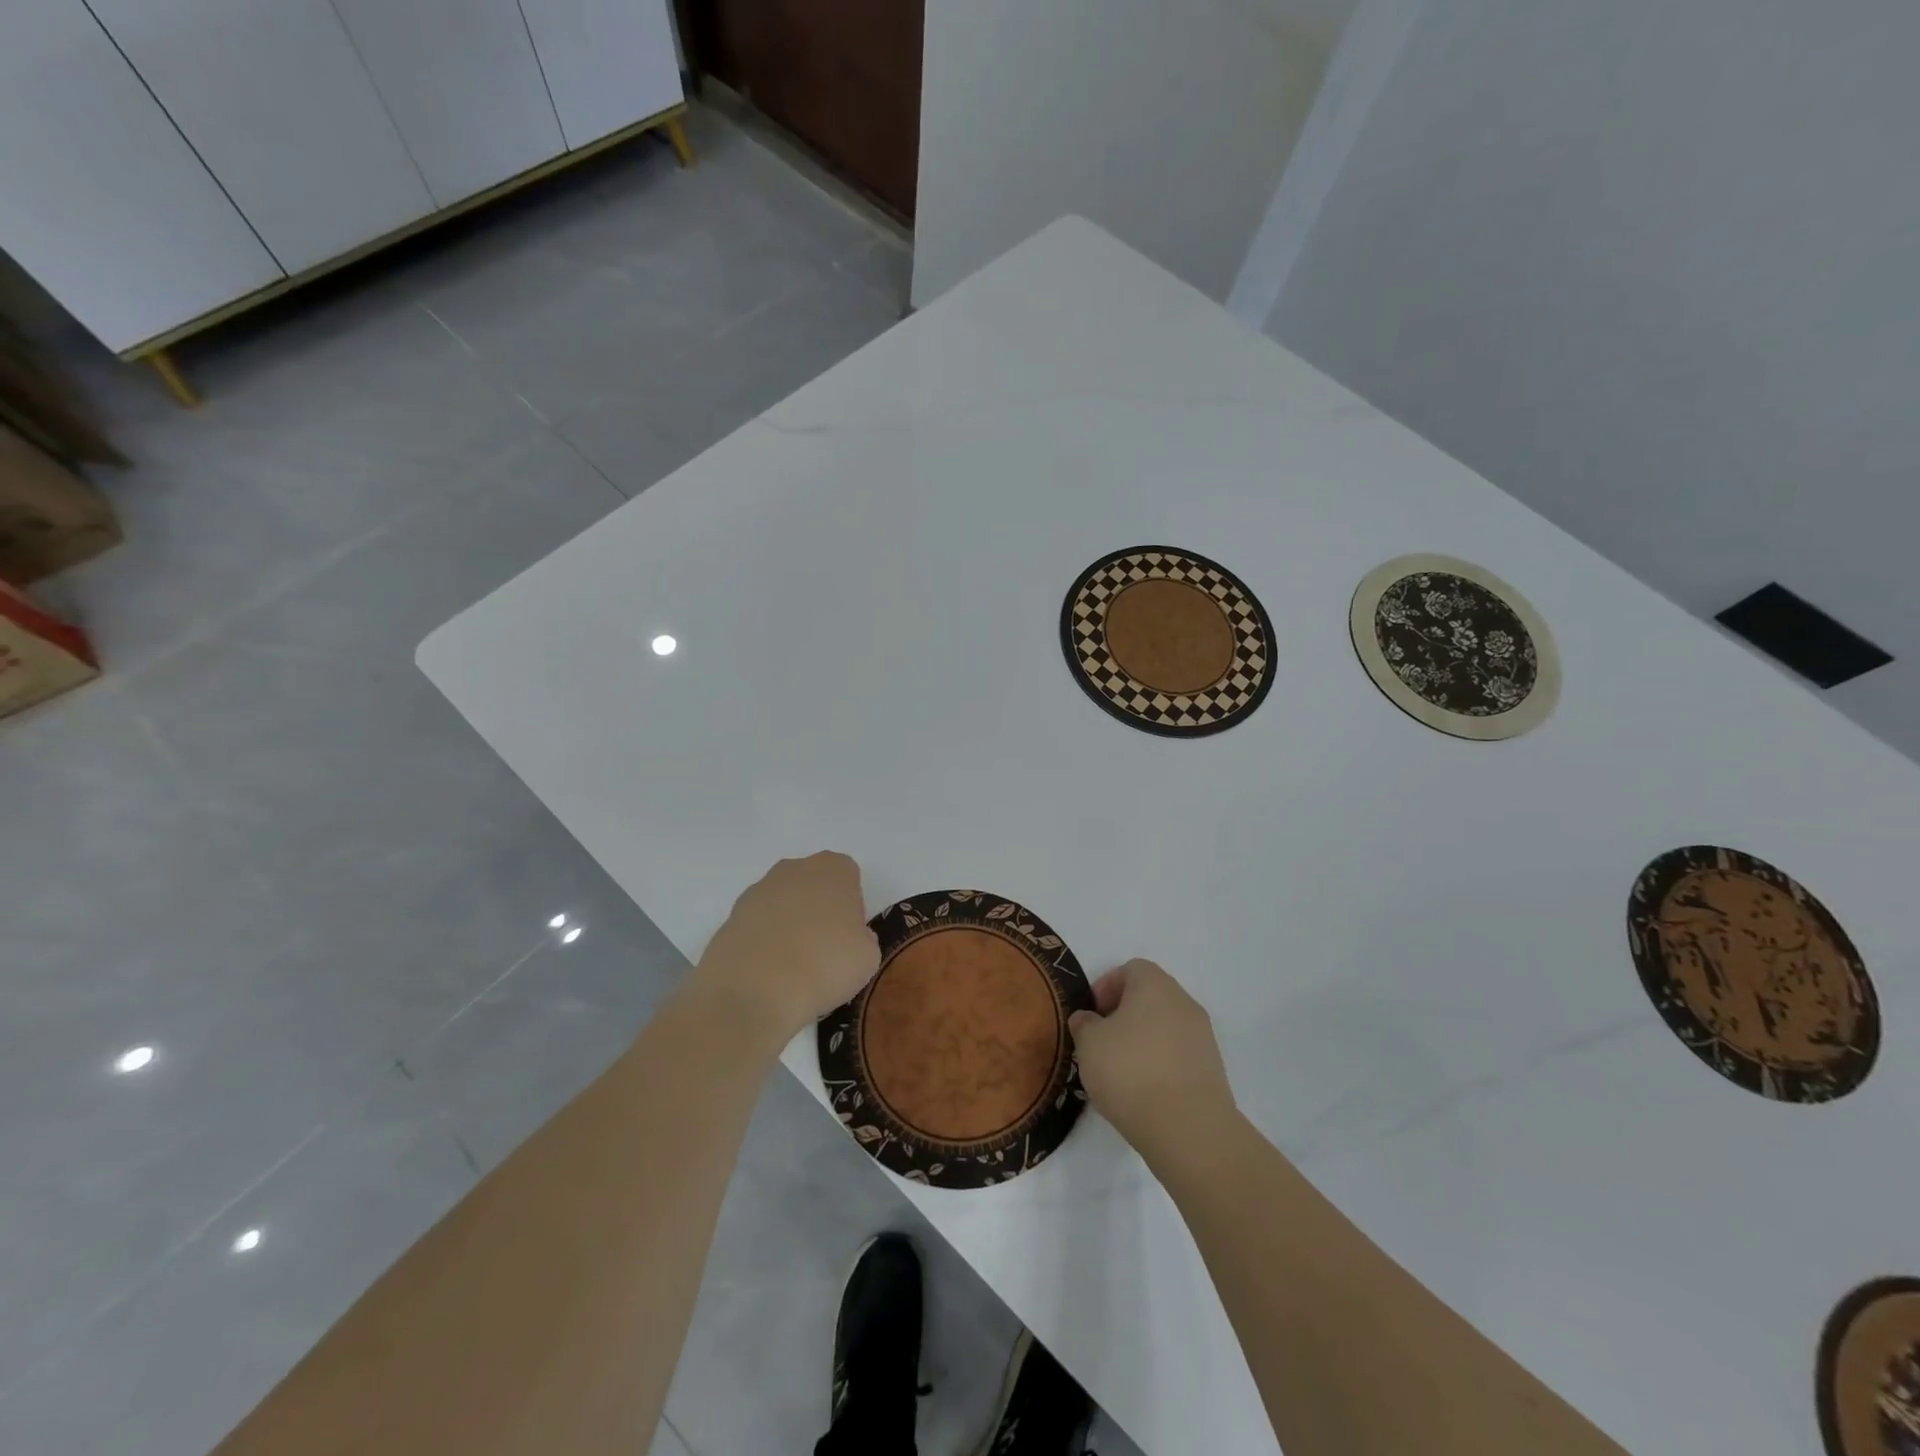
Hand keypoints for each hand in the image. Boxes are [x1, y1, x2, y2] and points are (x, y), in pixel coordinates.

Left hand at [695, 853, 880, 1044]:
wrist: (754, 991)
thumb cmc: (824, 965)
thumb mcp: (868, 957)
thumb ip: (862, 937)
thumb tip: (847, 939)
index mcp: (833, 869)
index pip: (849, 877)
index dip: (852, 907)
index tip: (849, 937)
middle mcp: (794, 869)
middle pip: (813, 885)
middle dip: (819, 910)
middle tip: (824, 951)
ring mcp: (758, 890)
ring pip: (783, 903)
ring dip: (789, 926)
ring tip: (793, 968)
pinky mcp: (731, 916)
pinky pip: (758, 925)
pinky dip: (764, 943)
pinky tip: (768, 972)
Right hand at [1069, 960, 1235, 1163]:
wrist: (1188, 1128)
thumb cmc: (1130, 1071)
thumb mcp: (1089, 1043)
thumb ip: (1084, 1024)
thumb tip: (1088, 1019)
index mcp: (1155, 985)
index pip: (1130, 969)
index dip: (1106, 988)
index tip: (1091, 1017)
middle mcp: (1184, 1002)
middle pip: (1150, 997)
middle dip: (1123, 1015)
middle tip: (1101, 1043)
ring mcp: (1203, 1037)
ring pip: (1165, 1027)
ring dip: (1142, 1041)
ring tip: (1120, 1073)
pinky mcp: (1212, 1070)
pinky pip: (1178, 1055)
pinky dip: (1160, 1064)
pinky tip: (1144, 1092)